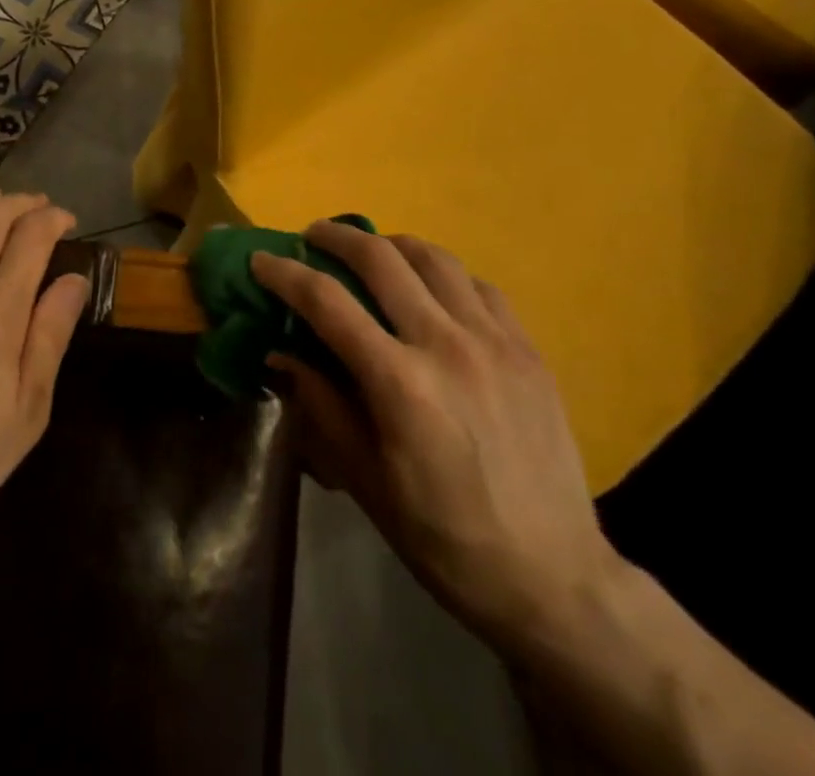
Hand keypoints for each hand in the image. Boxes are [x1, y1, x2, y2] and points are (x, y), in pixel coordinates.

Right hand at [254, 220, 624, 655]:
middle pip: (380, 258)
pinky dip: (444, 274)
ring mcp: (494, 341)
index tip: (261, 260)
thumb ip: (321, 405)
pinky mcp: (528, 349)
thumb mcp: (365, 481)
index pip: (327, 302)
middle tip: (313, 237)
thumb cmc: (443, 537)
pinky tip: (433, 290)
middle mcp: (446, 345)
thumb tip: (281, 352)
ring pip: (433, 258)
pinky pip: (479, 285)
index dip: (286, 274)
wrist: (553, 577)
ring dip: (391, 244)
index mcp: (399, 383)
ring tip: (371, 252)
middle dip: (336, 237)